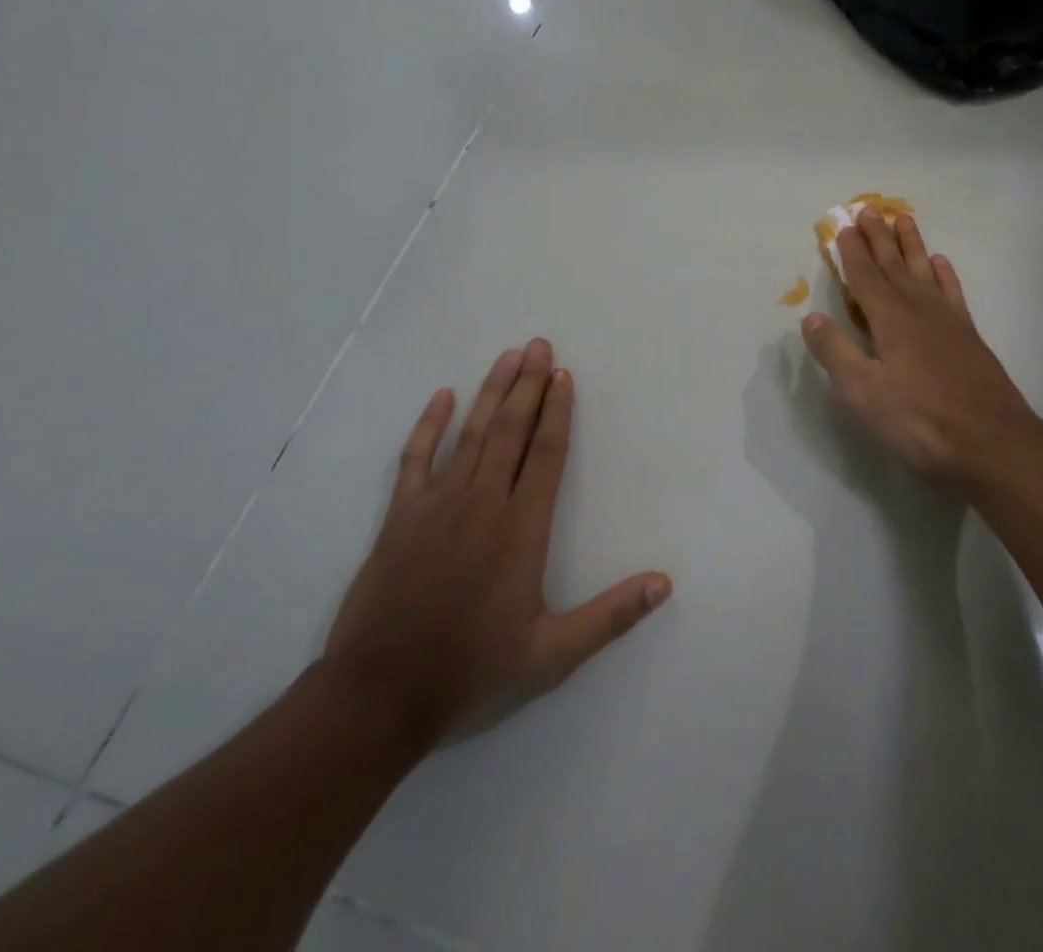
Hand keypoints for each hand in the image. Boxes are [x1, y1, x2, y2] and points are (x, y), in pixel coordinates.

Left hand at [321, 340, 671, 751]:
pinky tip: (442, 397)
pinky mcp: (400, 518)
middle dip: (528, 385)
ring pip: (471, 434)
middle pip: (511, 430)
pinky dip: (429, 425)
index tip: (564, 375)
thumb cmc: (471, 673)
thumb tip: (664, 584)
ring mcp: (437, 506)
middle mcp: (483, 503)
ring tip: (508, 357)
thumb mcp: (552, 656)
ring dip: (491, 392)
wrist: (378, 698)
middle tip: (539, 345)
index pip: (547, 454)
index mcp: (521, 529)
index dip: (559, 411)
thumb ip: (611, 616)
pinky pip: (416, 458)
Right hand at [802, 210, 1042, 492]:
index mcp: (890, 321)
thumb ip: (836, 353)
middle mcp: (919, 310)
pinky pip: (952, 293)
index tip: (844, 226)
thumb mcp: (864, 394)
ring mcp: (949, 322)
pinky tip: (940, 264)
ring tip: (902, 220)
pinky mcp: (969, 337)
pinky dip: (944, 275)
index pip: (865, 278)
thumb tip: (810, 318)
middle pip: (894, 266)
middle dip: (878, 238)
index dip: (852, 253)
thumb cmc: (921, 422)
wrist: (994, 444)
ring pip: (924, 272)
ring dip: (911, 246)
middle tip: (868, 209)